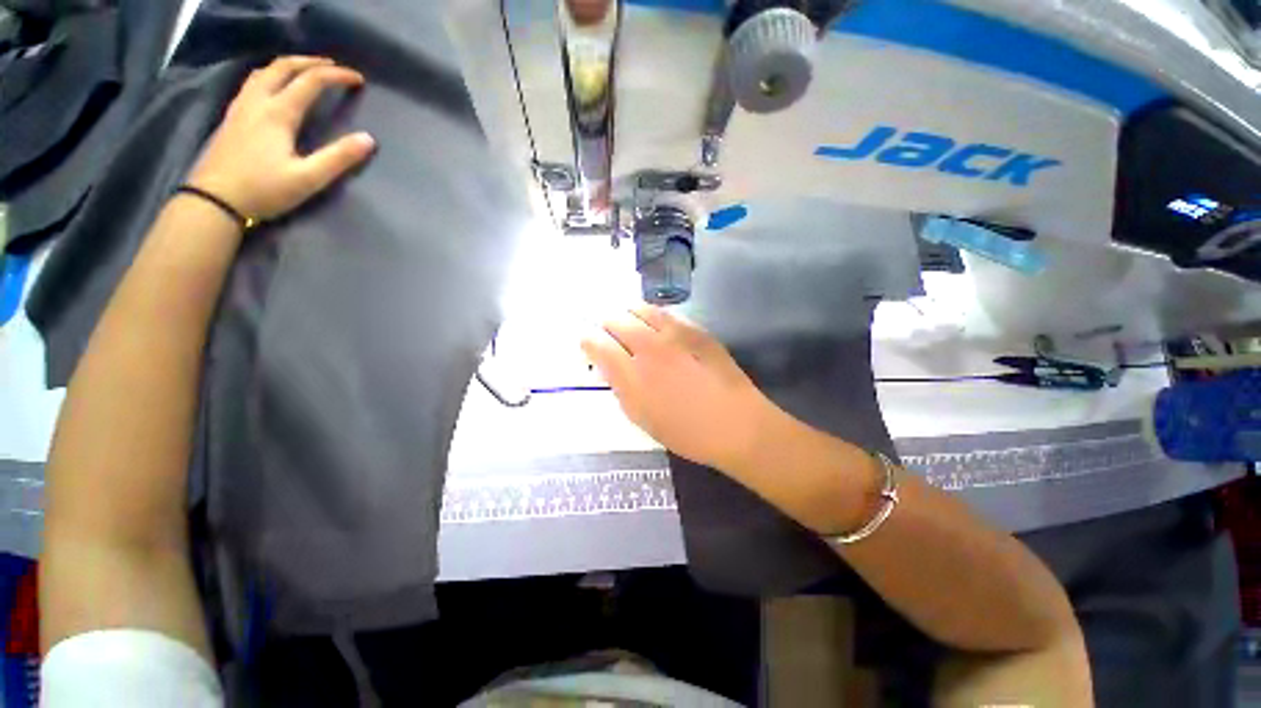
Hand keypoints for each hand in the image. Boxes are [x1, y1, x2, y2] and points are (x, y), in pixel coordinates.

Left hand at [186, 56, 375, 221]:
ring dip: (288, 65)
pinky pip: (253, 83)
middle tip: (332, 66)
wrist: (213, 200)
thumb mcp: (308, 178)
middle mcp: (258, 101)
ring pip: (264, 72)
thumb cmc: (263, 189)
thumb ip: (338, 158)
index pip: (310, 81)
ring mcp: (241, 107)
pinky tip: (275, 88)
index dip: (336, 76)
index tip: (357, 79)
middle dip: (310, 62)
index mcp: (278, 112)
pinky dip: (270, 76)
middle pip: (283, 67)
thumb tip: (368, 139)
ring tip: (305, 70)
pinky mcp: (232, 118)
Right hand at [581, 305, 774, 470]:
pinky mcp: (695, 329)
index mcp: (632, 374)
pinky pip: (665, 312)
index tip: (587, 344)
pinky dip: (651, 314)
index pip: (597, 344)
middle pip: (615, 320)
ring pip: (639, 309)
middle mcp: (649, 347)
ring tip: (627, 322)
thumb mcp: (642, 418)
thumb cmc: (686, 432)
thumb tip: (608, 366)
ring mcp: (674, 334)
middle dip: (605, 325)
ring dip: (627, 314)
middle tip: (606, 333)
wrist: (736, 424)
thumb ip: (620, 387)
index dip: (588, 341)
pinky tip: (652, 322)